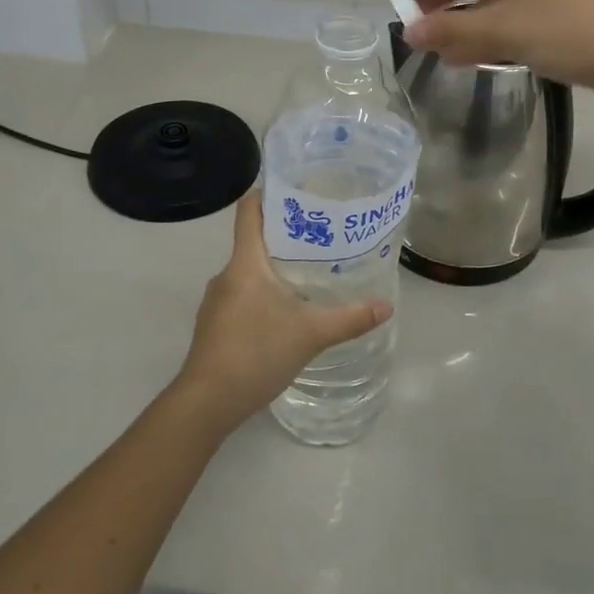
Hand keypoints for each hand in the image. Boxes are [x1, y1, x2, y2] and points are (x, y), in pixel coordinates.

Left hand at [175, 194, 390, 430]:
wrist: (207, 402)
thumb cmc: (256, 352)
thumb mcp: (311, 334)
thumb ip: (350, 318)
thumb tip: (387, 306)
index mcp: (245, 262)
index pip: (249, 211)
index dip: (268, 194)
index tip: (297, 190)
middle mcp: (226, 274)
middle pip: (254, 241)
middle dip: (285, 237)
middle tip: (322, 237)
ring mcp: (216, 302)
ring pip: (248, 273)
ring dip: (275, 271)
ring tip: (309, 277)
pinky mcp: (214, 326)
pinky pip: (241, 298)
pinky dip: (263, 297)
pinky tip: (285, 316)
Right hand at [385, 0, 593, 99]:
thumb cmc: (570, 30)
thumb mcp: (505, 30)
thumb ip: (453, 32)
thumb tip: (410, 34)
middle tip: (408, 21)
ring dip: (456, 18)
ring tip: (431, 44)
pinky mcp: (553, 16)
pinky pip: (505, 18)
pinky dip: (482, 33)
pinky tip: (466, 56)